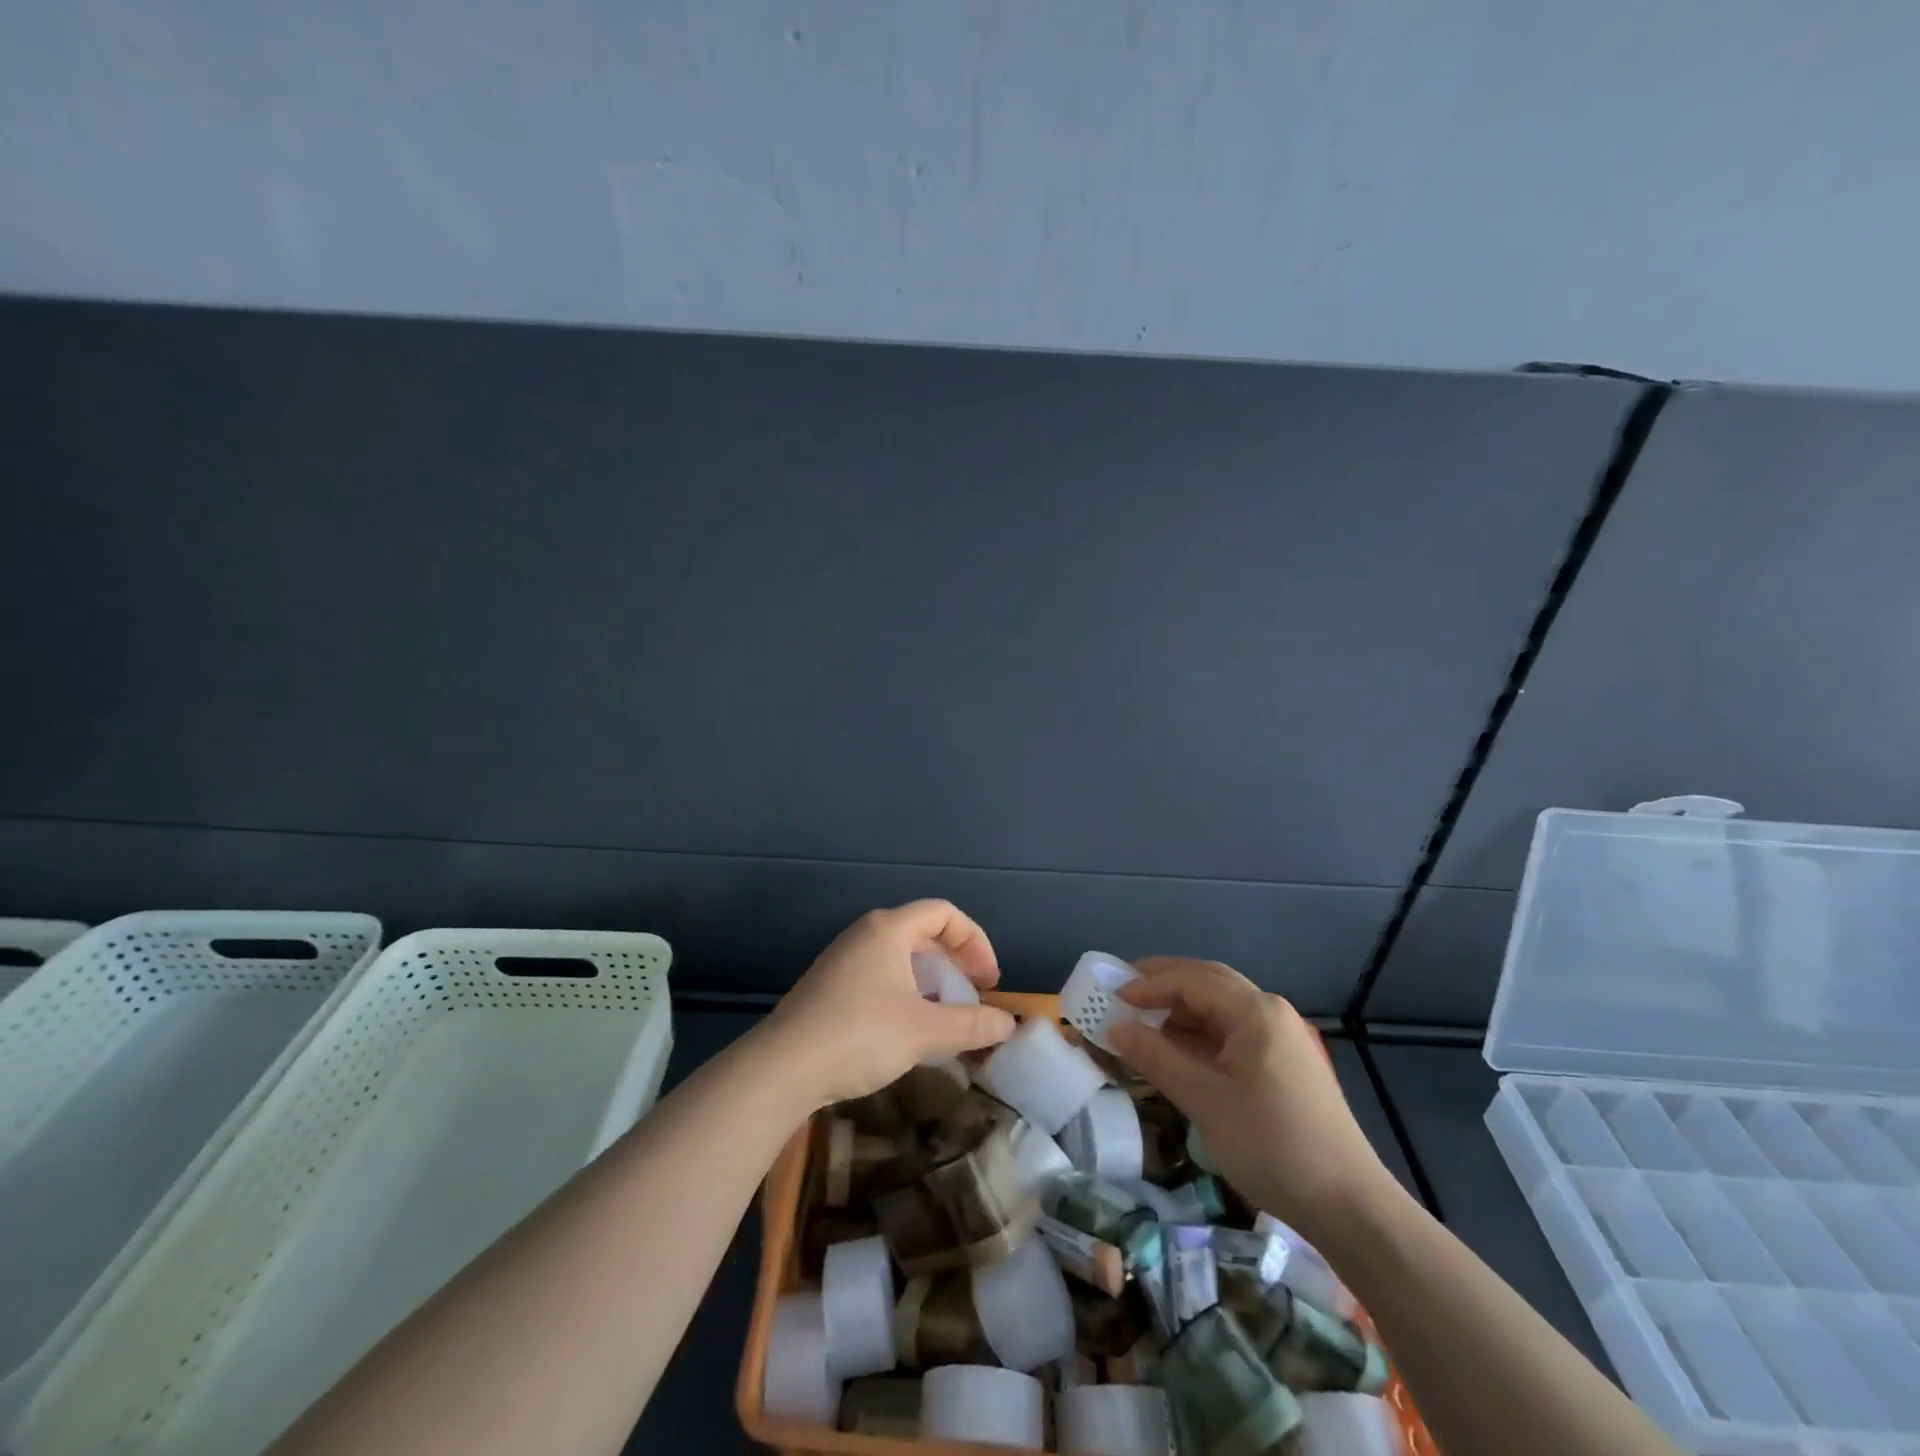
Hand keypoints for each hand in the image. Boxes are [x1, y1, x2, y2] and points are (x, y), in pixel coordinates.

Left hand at [762, 901, 1017, 1109]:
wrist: (781, 1068)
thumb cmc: (859, 1034)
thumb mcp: (925, 1031)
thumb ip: (971, 1025)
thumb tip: (1009, 1025)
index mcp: (889, 929)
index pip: (944, 913)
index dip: (975, 941)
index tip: (989, 981)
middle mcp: (865, 934)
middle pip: (923, 932)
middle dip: (955, 962)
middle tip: (973, 996)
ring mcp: (843, 960)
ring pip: (900, 957)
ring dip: (931, 981)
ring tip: (946, 1016)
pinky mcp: (829, 987)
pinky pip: (880, 976)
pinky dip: (906, 993)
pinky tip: (909, 1030)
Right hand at [1107, 958, 1395, 1243]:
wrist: (1348, 1206)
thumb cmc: (1271, 1144)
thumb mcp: (1204, 1099)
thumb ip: (1156, 1057)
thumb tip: (1114, 1028)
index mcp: (1255, 1011)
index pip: (1191, 979)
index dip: (1148, 984)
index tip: (1111, 997)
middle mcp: (1269, 1012)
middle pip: (1207, 982)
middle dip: (1163, 983)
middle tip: (1122, 993)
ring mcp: (1279, 1038)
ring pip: (1219, 1007)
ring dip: (1180, 1010)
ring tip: (1142, 1022)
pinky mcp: (1281, 1064)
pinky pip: (1230, 1032)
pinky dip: (1198, 1034)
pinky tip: (1176, 1051)